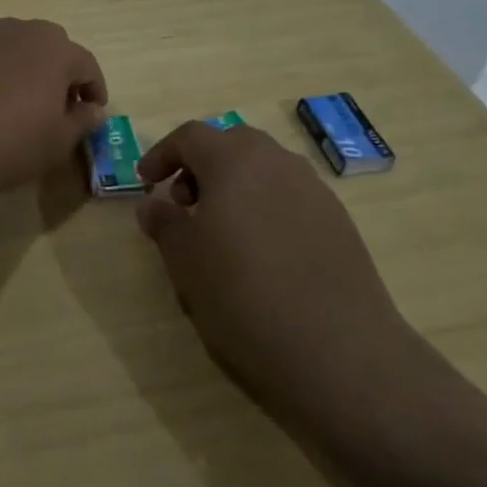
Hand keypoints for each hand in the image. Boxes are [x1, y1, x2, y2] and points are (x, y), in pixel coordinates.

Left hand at [0, 11, 107, 190]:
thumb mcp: (55, 145)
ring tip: (10, 95)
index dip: (94, 90)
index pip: (87, 66)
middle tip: (52, 108)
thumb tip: (94, 109)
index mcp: (58, 52)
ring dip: (16, 61)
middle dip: (57, 72)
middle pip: (50, 46)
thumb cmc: (5, 141)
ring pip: (9, 38)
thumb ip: (81, 123)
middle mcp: (22, 31)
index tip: (91, 114)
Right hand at [135, 120, 417, 426]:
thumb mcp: (185, 260)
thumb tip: (152, 204)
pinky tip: (261, 254)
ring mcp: (315, 192)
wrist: (336, 350)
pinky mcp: (340, 224)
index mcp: (235, 161)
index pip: (191, 136)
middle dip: (202, 165)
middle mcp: (278, 164)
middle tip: (184, 203)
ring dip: (236, 186)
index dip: (162, 154)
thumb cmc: (242, 295)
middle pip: (233, 144)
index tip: (146, 182)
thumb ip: (165, 223)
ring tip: (221, 232)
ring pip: (266, 170)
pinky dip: (265, 208)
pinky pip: (291, 198)